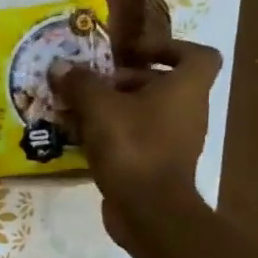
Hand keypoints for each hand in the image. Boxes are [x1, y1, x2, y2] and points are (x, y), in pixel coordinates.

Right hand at [52, 40, 222, 230]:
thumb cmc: (132, 146)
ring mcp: (177, 141)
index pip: (198, 55)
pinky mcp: (160, 165)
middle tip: (92, 85)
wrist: (149, 209)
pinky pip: (139, 138)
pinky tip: (85, 140)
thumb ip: (80, 84)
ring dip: (116, 109)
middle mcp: (189, 111)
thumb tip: (60, 67)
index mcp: (186, 88)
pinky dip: (116, 135)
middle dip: (126, 82)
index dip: (169, 48)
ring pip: (148, 113)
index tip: (135, 54)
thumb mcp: (98, 108)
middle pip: (163, 84)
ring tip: (81, 112)